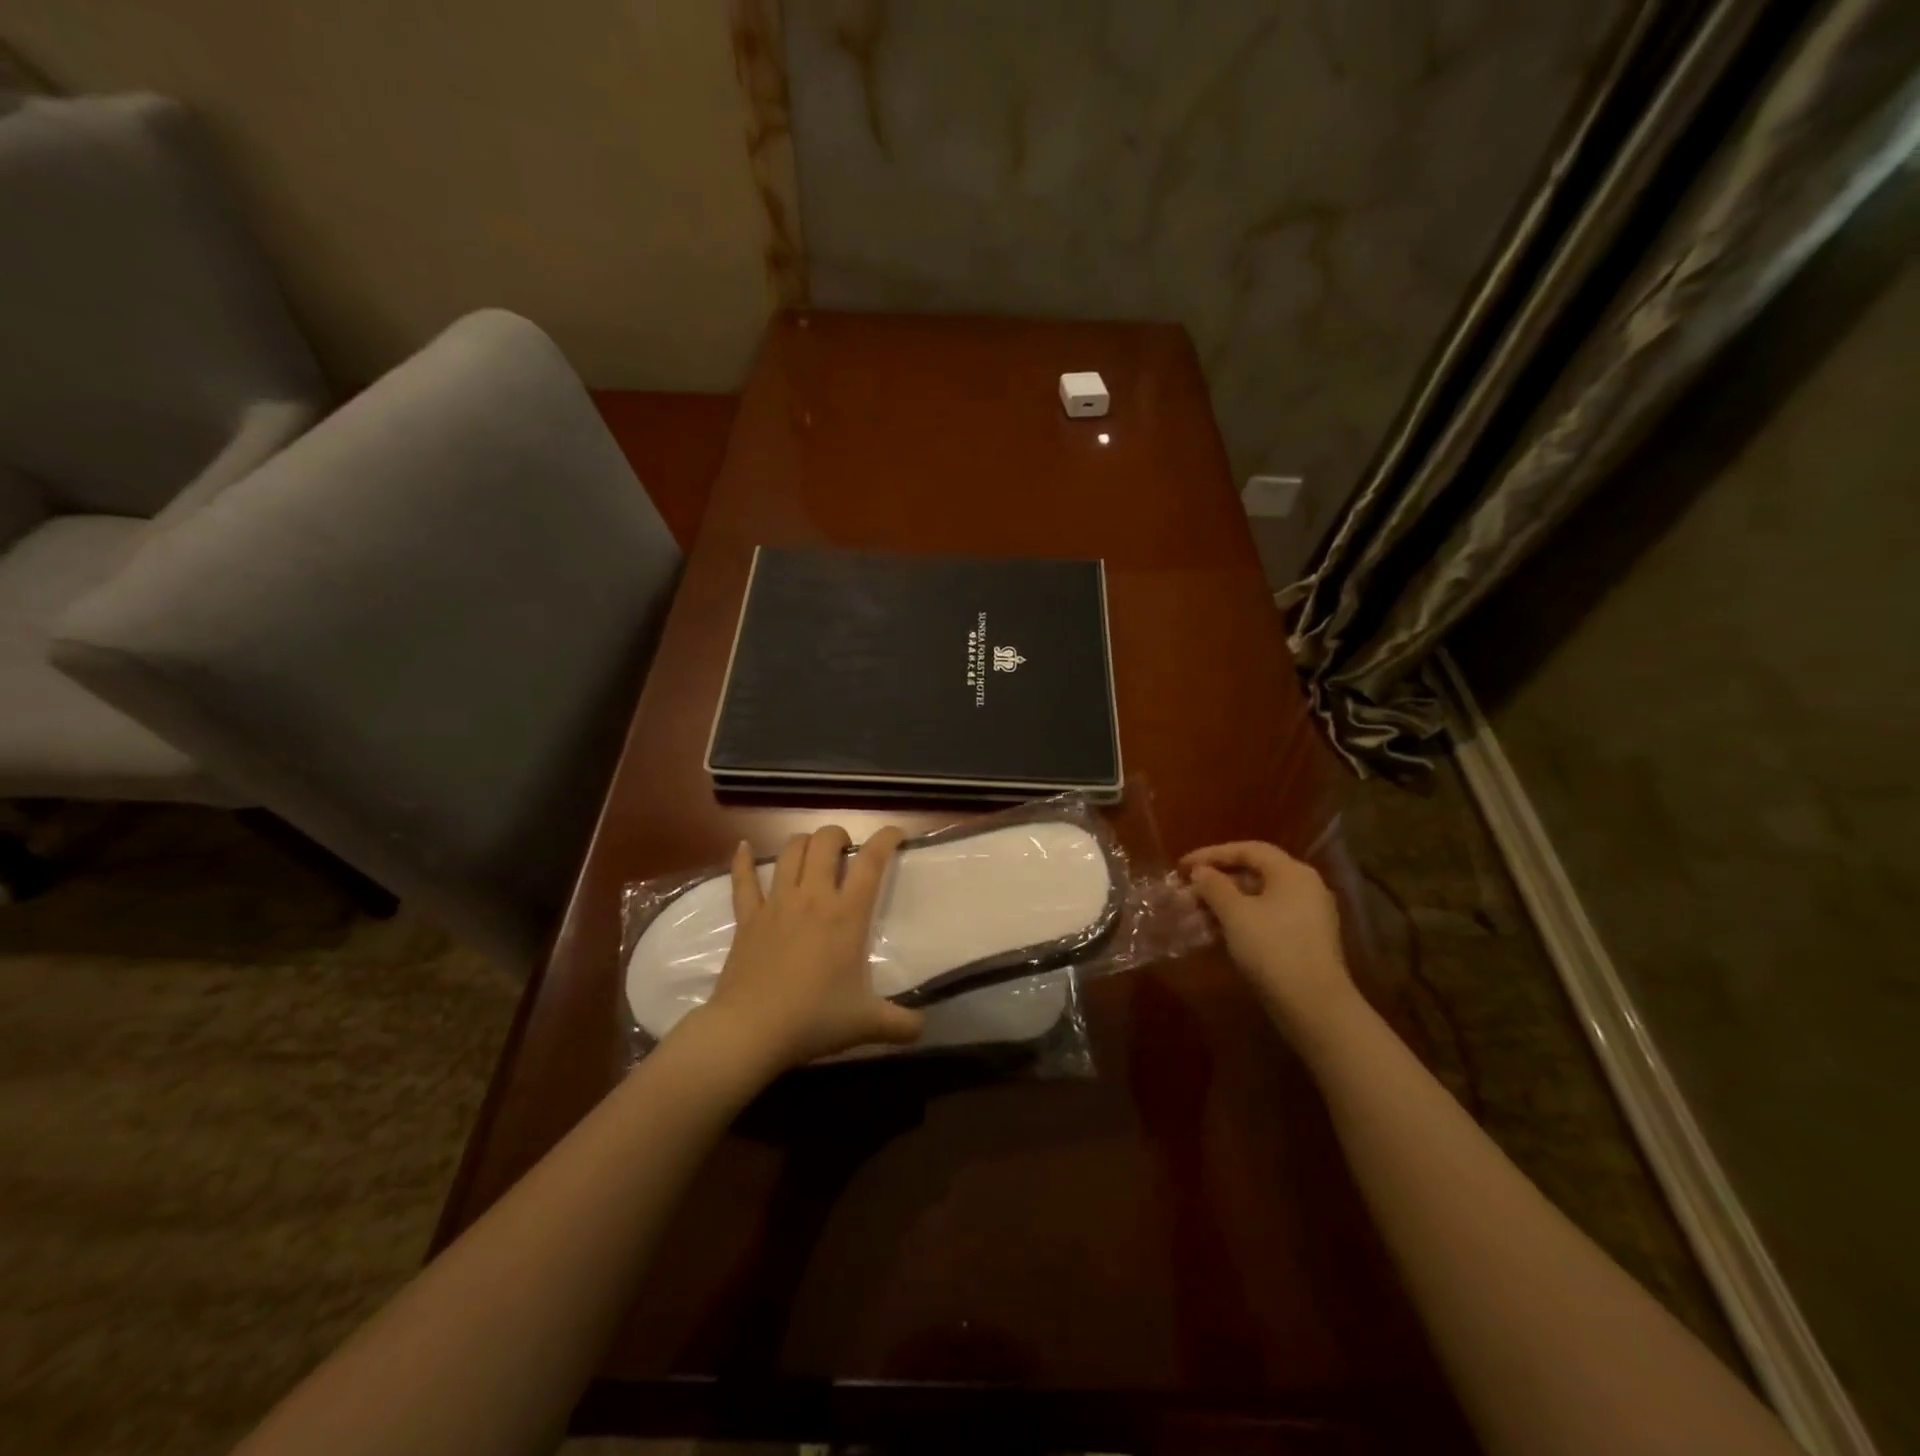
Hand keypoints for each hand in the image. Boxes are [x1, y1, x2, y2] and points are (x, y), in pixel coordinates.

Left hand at [695, 825, 924, 1072]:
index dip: (886, 839)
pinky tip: (743, 847)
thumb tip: (924, 1028)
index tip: (896, 835)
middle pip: (824, 842)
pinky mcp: (747, 918)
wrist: (750, 1031)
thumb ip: (901, 1024)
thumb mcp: (866, 1024)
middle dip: (839, 836)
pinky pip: (742, 880)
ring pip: (789, 852)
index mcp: (846, 914)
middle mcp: (812, 897)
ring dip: (804, 843)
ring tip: (813, 852)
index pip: (871, 861)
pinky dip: (742, 860)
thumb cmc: (813, 1020)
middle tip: (847, 851)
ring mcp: (776, 903)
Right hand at [1180, 840, 1360, 1044]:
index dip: (1212, 854)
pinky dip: (1240, 920)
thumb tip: (1201, 872)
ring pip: (1258, 898)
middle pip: (1254, 873)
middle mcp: (1304, 887)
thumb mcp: (1235, 914)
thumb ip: (1214, 886)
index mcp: (1292, 873)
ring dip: (1225, 904)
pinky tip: (1217, 933)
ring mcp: (1308, 915)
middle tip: (1186, 893)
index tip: (1182, 866)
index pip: (1248, 850)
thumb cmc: (1272, 949)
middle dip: (1216, 882)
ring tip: (1195, 915)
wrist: (1314, 1006)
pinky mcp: (1305, 940)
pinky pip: (1266, 918)